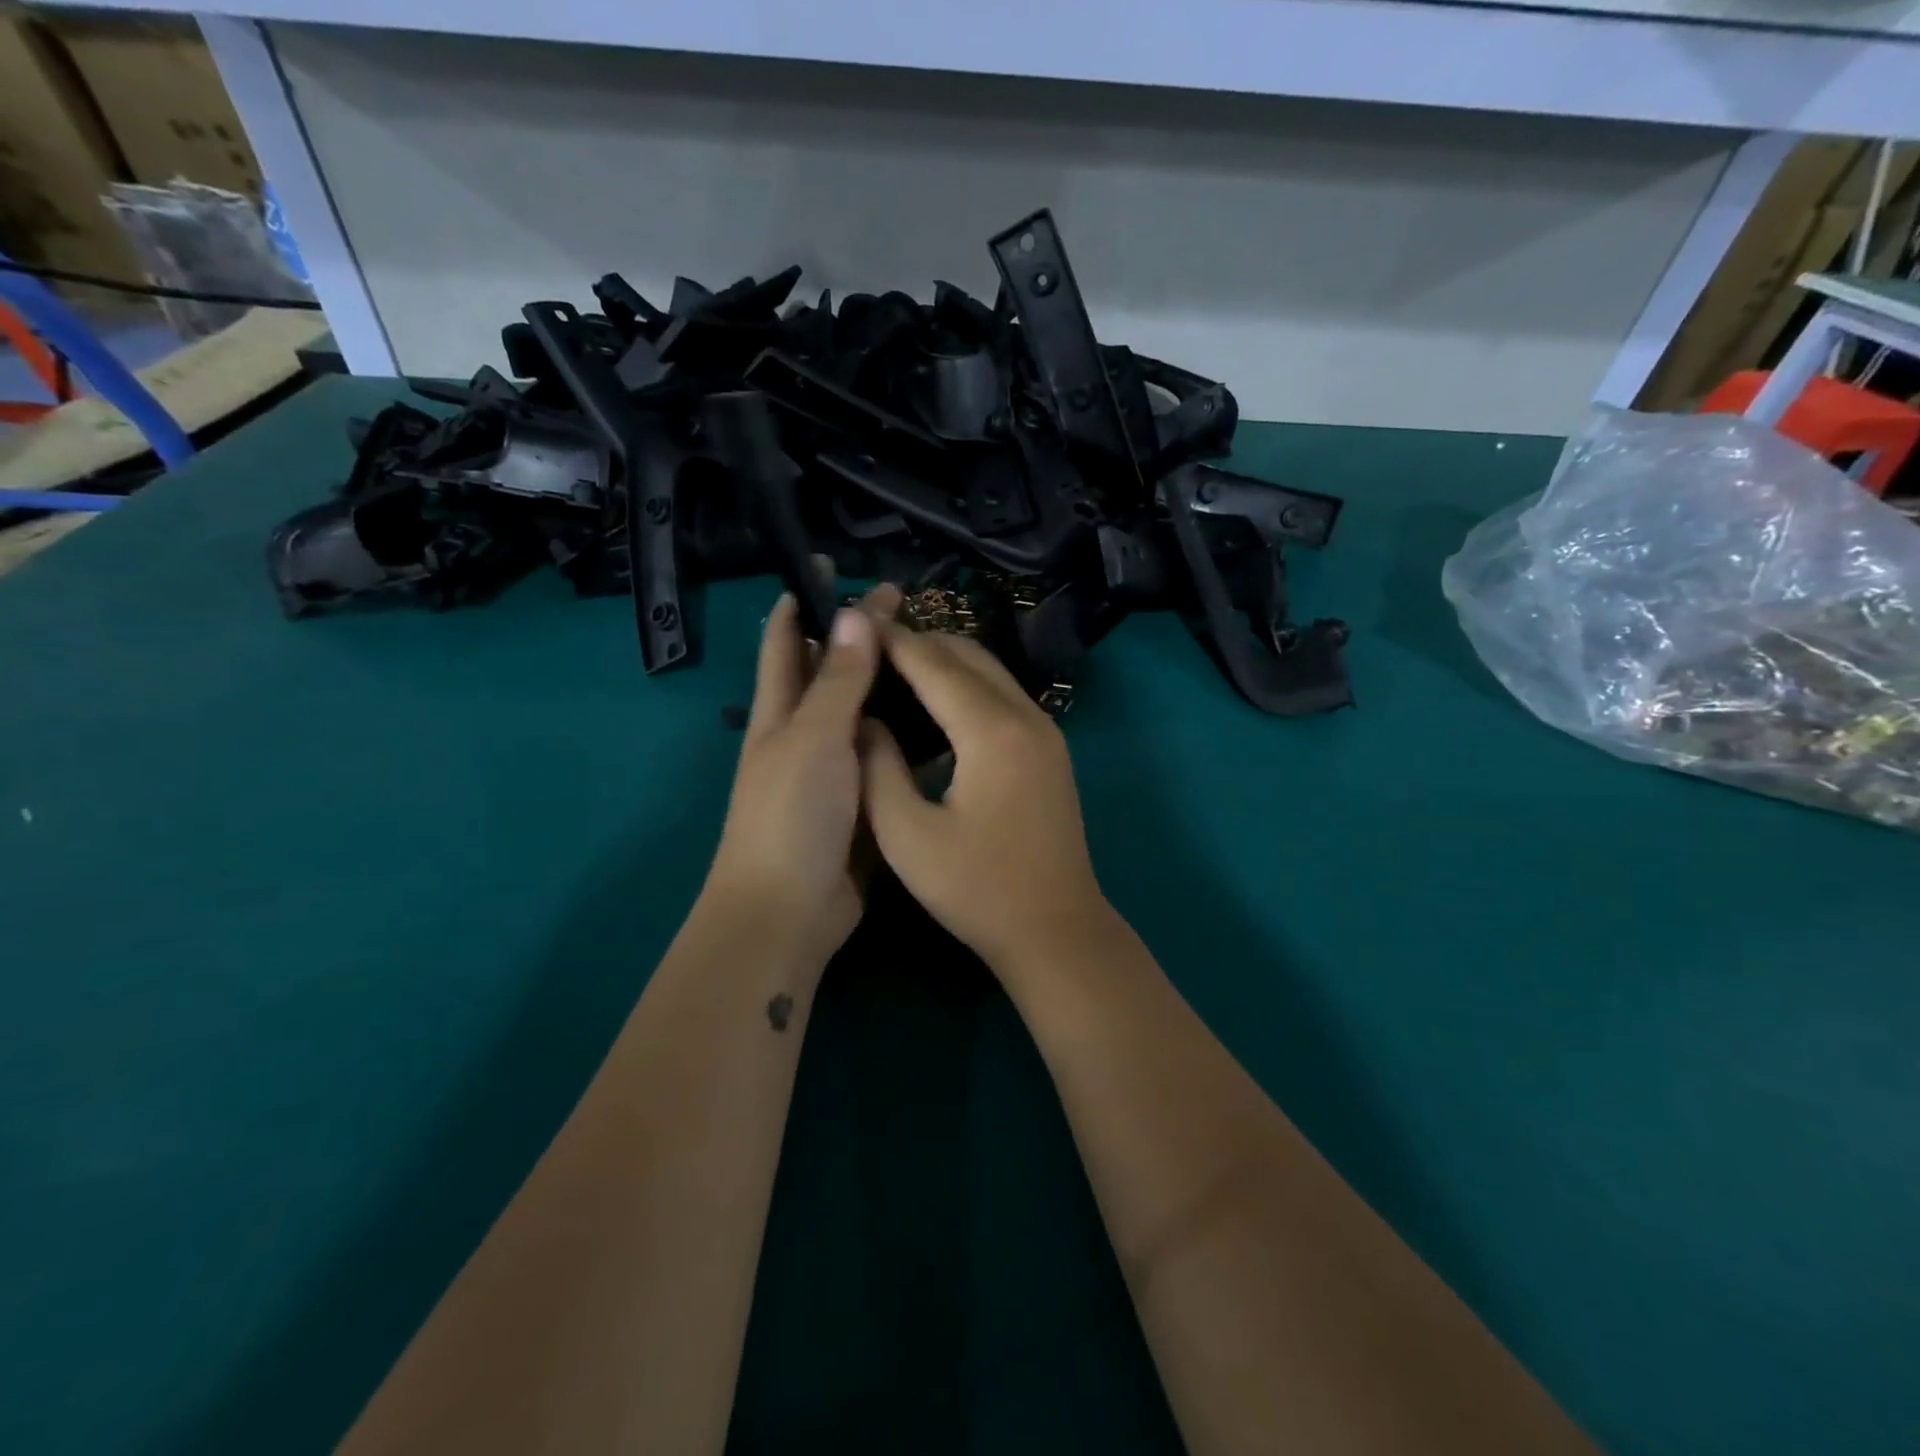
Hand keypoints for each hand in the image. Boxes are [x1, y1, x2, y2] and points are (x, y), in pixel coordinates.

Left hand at [702, 585, 900, 967]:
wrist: (792, 910)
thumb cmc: (792, 815)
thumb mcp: (815, 738)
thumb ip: (839, 680)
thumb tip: (854, 612)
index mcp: (780, 713)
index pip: (786, 643)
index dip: (803, 601)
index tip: (830, 565)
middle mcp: (804, 734)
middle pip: (830, 673)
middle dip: (857, 636)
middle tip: (904, 605)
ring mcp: (835, 770)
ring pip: (864, 713)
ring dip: (888, 683)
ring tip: (932, 653)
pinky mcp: (863, 800)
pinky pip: (886, 754)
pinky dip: (907, 732)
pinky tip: (941, 720)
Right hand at [859, 625, 1113, 980]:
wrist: (1056, 929)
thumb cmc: (977, 889)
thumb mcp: (908, 835)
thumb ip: (877, 767)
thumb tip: (862, 719)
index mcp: (991, 731)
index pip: (933, 663)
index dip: (890, 640)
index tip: (851, 625)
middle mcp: (1025, 716)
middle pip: (966, 654)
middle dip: (917, 642)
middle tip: (867, 647)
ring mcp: (1045, 730)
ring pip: (989, 670)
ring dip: (943, 661)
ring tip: (892, 669)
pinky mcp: (1050, 748)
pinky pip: (1002, 695)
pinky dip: (966, 685)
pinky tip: (934, 706)